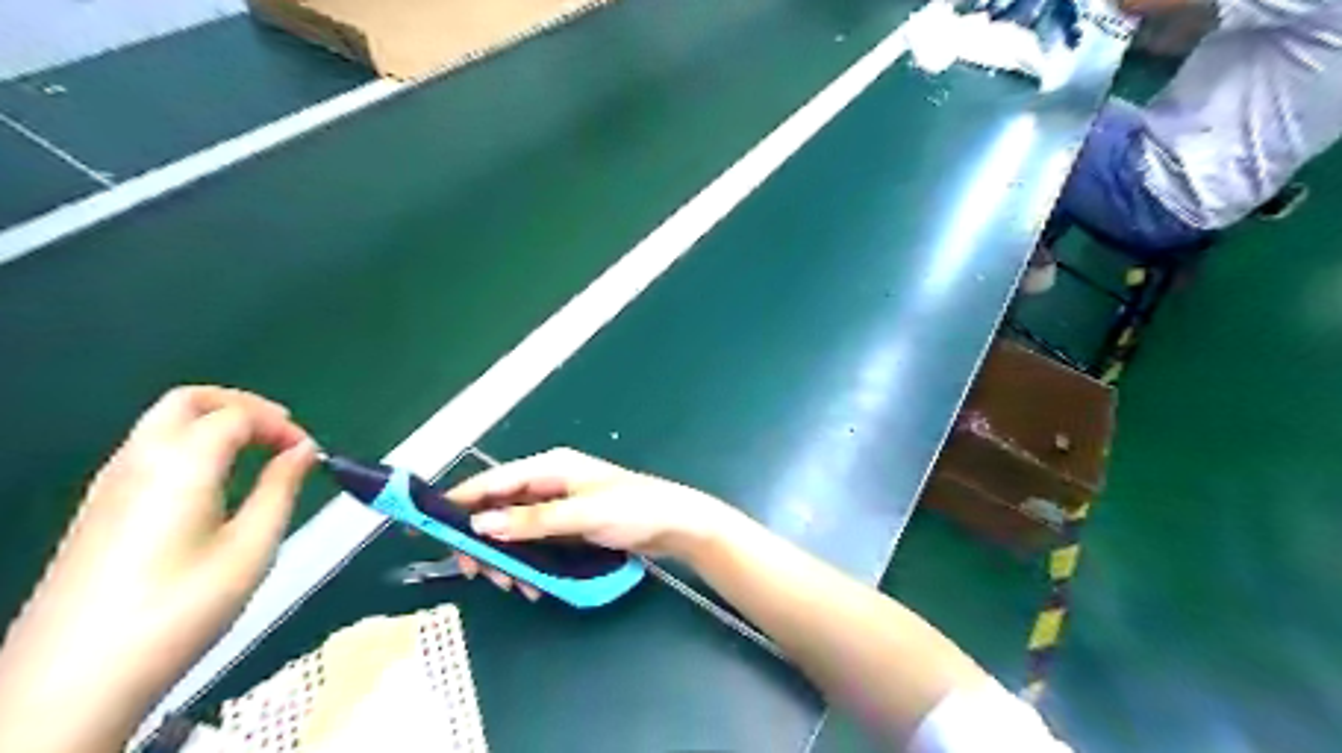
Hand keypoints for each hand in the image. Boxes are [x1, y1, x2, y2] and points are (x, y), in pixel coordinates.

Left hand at [0, 386, 316, 748]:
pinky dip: (189, 443)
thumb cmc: (180, 609)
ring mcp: (108, 484)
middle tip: (281, 432)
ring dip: (214, 422)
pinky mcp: (97, 509)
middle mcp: (137, 461)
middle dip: (242, 405)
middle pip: (187, 401)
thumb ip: (281, 489)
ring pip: (162, 422)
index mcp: (179, 466)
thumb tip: (303, 451)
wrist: (73, 679)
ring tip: (256, 452)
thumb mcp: (251, 549)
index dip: (280, 425)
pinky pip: (147, 449)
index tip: (309, 454)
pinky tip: (213, 481)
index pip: (235, 416)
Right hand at [444, 450, 728, 597]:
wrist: (674, 524)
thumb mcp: (582, 514)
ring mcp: (559, 506)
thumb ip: (532, 519)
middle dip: (485, 542)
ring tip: (515, 586)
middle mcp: (549, 483)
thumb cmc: (632, 510)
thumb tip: (480, 524)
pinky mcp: (568, 527)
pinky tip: (534, 585)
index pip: (493, 480)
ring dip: (508, 559)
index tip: (425, 525)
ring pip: (514, 531)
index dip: (459, 500)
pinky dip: (529, 563)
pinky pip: (535, 544)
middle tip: (479, 574)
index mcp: (550, 468)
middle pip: (499, 509)